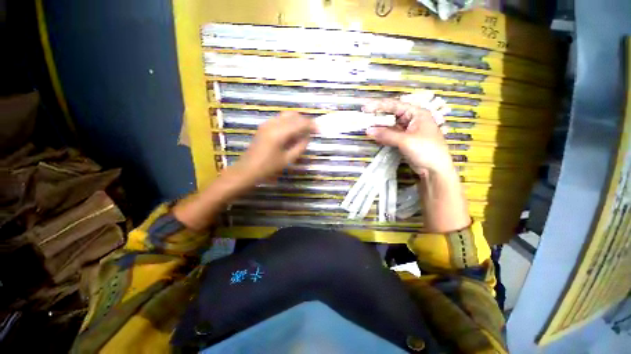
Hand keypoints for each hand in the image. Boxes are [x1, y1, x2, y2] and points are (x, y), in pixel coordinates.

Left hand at [233, 111, 315, 183]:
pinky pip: (280, 119)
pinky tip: (293, 132)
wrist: (247, 170)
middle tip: (313, 130)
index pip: (300, 123)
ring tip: (304, 131)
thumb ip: (300, 146)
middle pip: (293, 116)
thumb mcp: (288, 159)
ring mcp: (267, 124)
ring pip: (286, 115)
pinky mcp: (264, 126)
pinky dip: (289, 122)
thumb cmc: (268, 168)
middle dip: (305, 121)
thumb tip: (308, 137)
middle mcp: (273, 124)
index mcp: (279, 133)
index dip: (311, 125)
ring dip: (297, 120)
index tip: (320, 129)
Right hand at [363, 99, 451, 175]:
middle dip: (378, 116)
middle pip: (392, 115)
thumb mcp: (405, 141)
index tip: (365, 107)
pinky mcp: (404, 140)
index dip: (379, 105)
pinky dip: (383, 136)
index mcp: (417, 113)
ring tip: (366, 127)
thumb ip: (386, 135)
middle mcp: (412, 119)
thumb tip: (368, 130)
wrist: (435, 169)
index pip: (395, 105)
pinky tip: (374, 136)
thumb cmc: (425, 150)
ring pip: (390, 126)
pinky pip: (391, 135)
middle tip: (364, 117)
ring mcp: (408, 130)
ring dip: (379, 127)